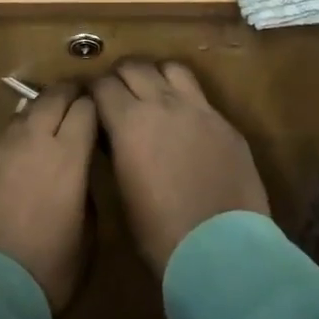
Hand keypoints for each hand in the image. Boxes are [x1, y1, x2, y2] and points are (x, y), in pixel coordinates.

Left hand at [0, 82, 97, 311]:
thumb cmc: (45, 273)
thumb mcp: (86, 242)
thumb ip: (87, 200)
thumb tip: (78, 181)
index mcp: (67, 157)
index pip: (85, 109)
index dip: (95, 105)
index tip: (102, 108)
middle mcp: (33, 141)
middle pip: (53, 97)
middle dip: (69, 92)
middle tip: (79, 96)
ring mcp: (2, 149)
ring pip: (26, 111)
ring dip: (42, 109)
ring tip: (51, 118)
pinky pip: (6, 135)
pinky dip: (20, 133)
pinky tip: (23, 150)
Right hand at [88, 61, 267, 275]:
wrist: (222, 252)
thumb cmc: (161, 234)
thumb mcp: (123, 192)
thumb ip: (117, 152)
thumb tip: (114, 136)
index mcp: (129, 122)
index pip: (102, 84)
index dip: (95, 90)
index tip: (93, 102)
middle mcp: (162, 104)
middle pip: (134, 66)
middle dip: (121, 75)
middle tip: (119, 93)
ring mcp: (198, 109)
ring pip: (171, 67)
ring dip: (156, 75)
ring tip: (153, 92)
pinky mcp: (225, 123)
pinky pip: (200, 95)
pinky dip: (185, 98)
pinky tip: (185, 121)